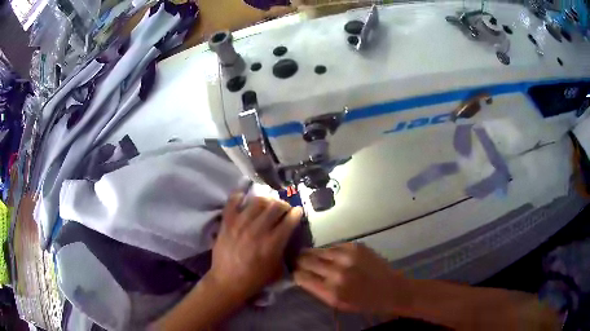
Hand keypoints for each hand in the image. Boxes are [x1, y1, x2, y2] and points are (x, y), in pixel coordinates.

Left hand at [209, 193, 303, 301]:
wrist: (228, 282)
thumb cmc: (255, 279)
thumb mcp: (277, 269)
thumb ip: (283, 250)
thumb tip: (287, 236)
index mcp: (272, 243)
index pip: (289, 220)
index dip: (296, 213)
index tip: (297, 211)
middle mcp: (258, 229)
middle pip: (275, 206)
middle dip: (283, 205)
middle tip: (283, 209)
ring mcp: (240, 224)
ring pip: (257, 201)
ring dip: (266, 200)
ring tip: (266, 204)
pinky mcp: (227, 222)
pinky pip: (233, 202)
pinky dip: (239, 196)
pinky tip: (244, 197)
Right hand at [294, 243, 408, 314]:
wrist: (391, 289)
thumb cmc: (364, 302)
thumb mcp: (338, 304)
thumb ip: (317, 290)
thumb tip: (301, 276)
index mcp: (331, 291)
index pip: (301, 276)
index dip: (295, 274)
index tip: (295, 273)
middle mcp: (337, 272)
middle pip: (306, 260)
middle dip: (300, 261)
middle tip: (298, 262)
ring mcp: (347, 256)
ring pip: (318, 250)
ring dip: (313, 254)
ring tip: (311, 257)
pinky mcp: (356, 246)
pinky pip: (333, 246)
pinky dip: (329, 251)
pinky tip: (331, 256)